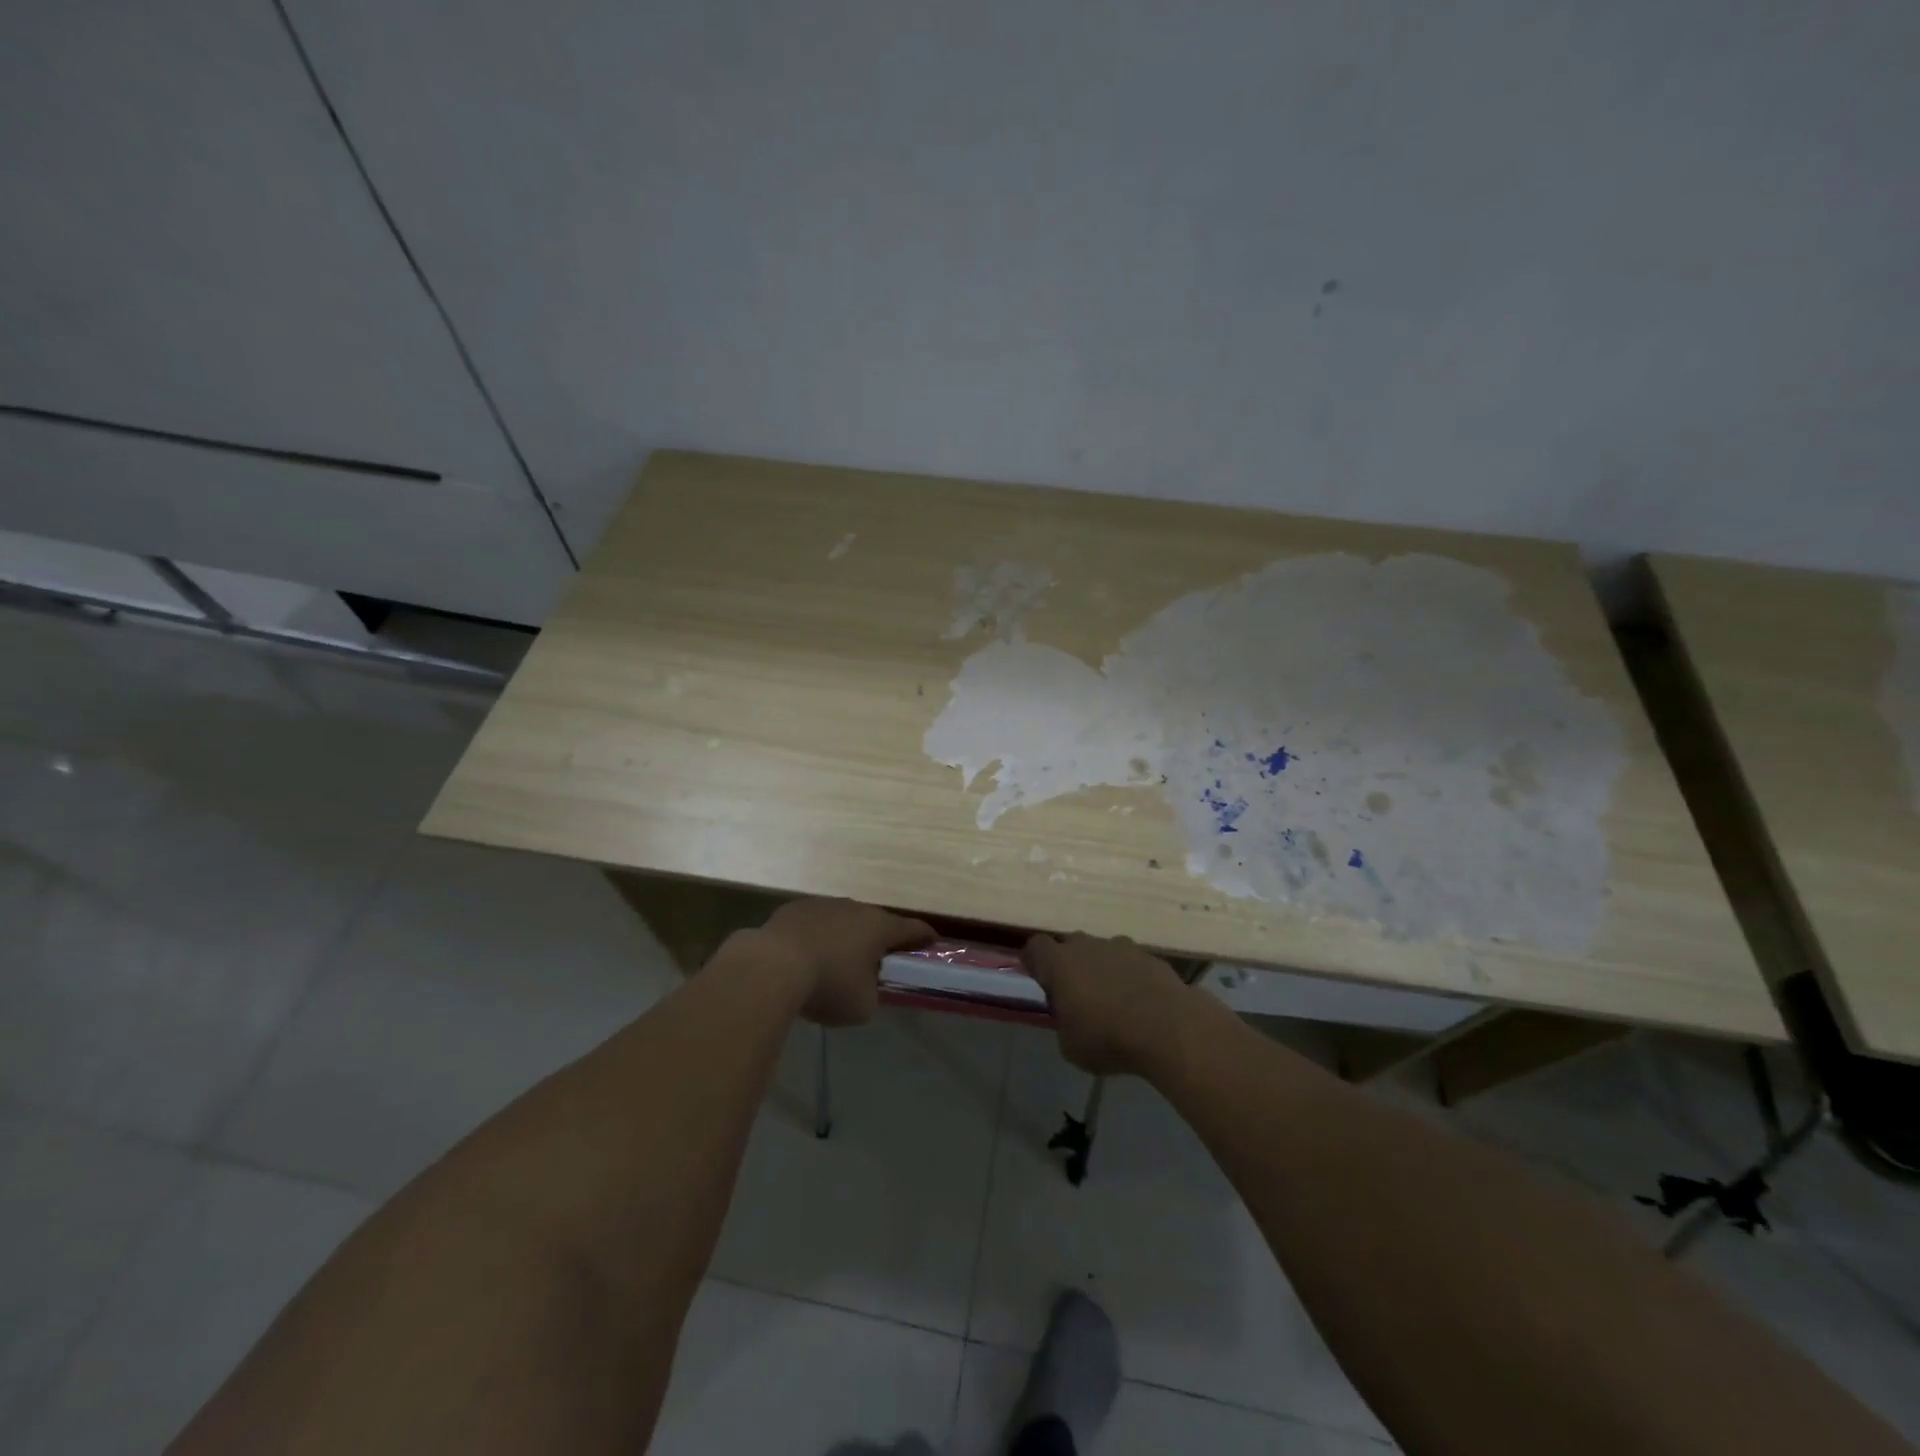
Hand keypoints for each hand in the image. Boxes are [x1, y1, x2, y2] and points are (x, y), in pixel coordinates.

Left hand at [756, 898, 934, 1026]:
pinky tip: (805, 958)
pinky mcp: (794, 909)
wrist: (771, 966)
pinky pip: (814, 924)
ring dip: (845, 937)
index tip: (933, 941)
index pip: (911, 928)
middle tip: (878, 959)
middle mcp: (855, 908)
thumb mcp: (862, 1005)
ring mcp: (823, 905)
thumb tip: (866, 986)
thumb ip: (873, 993)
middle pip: (875, 922)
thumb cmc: (827, 985)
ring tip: (836, 961)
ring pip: (843, 920)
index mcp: (879, 927)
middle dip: (878, 939)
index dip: (924, 936)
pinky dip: (817, 937)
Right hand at [1023, 932, 1195, 1076]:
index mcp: (1059, 963)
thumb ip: (1064, 1022)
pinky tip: (1139, 1004)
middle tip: (1075, 993)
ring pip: (1102, 951)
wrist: (1168, 1028)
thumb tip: (1071, 1015)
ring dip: (1101, 969)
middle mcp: (1088, 946)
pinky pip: (1131, 963)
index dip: (1034, 961)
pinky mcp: (1150, 957)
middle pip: (1070, 945)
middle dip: (1069, 964)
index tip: (1038, 978)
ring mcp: (1122, 947)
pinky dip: (1130, 977)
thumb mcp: (1070, 1045)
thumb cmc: (1108, 1038)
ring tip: (1111, 1000)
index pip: (1036, 946)